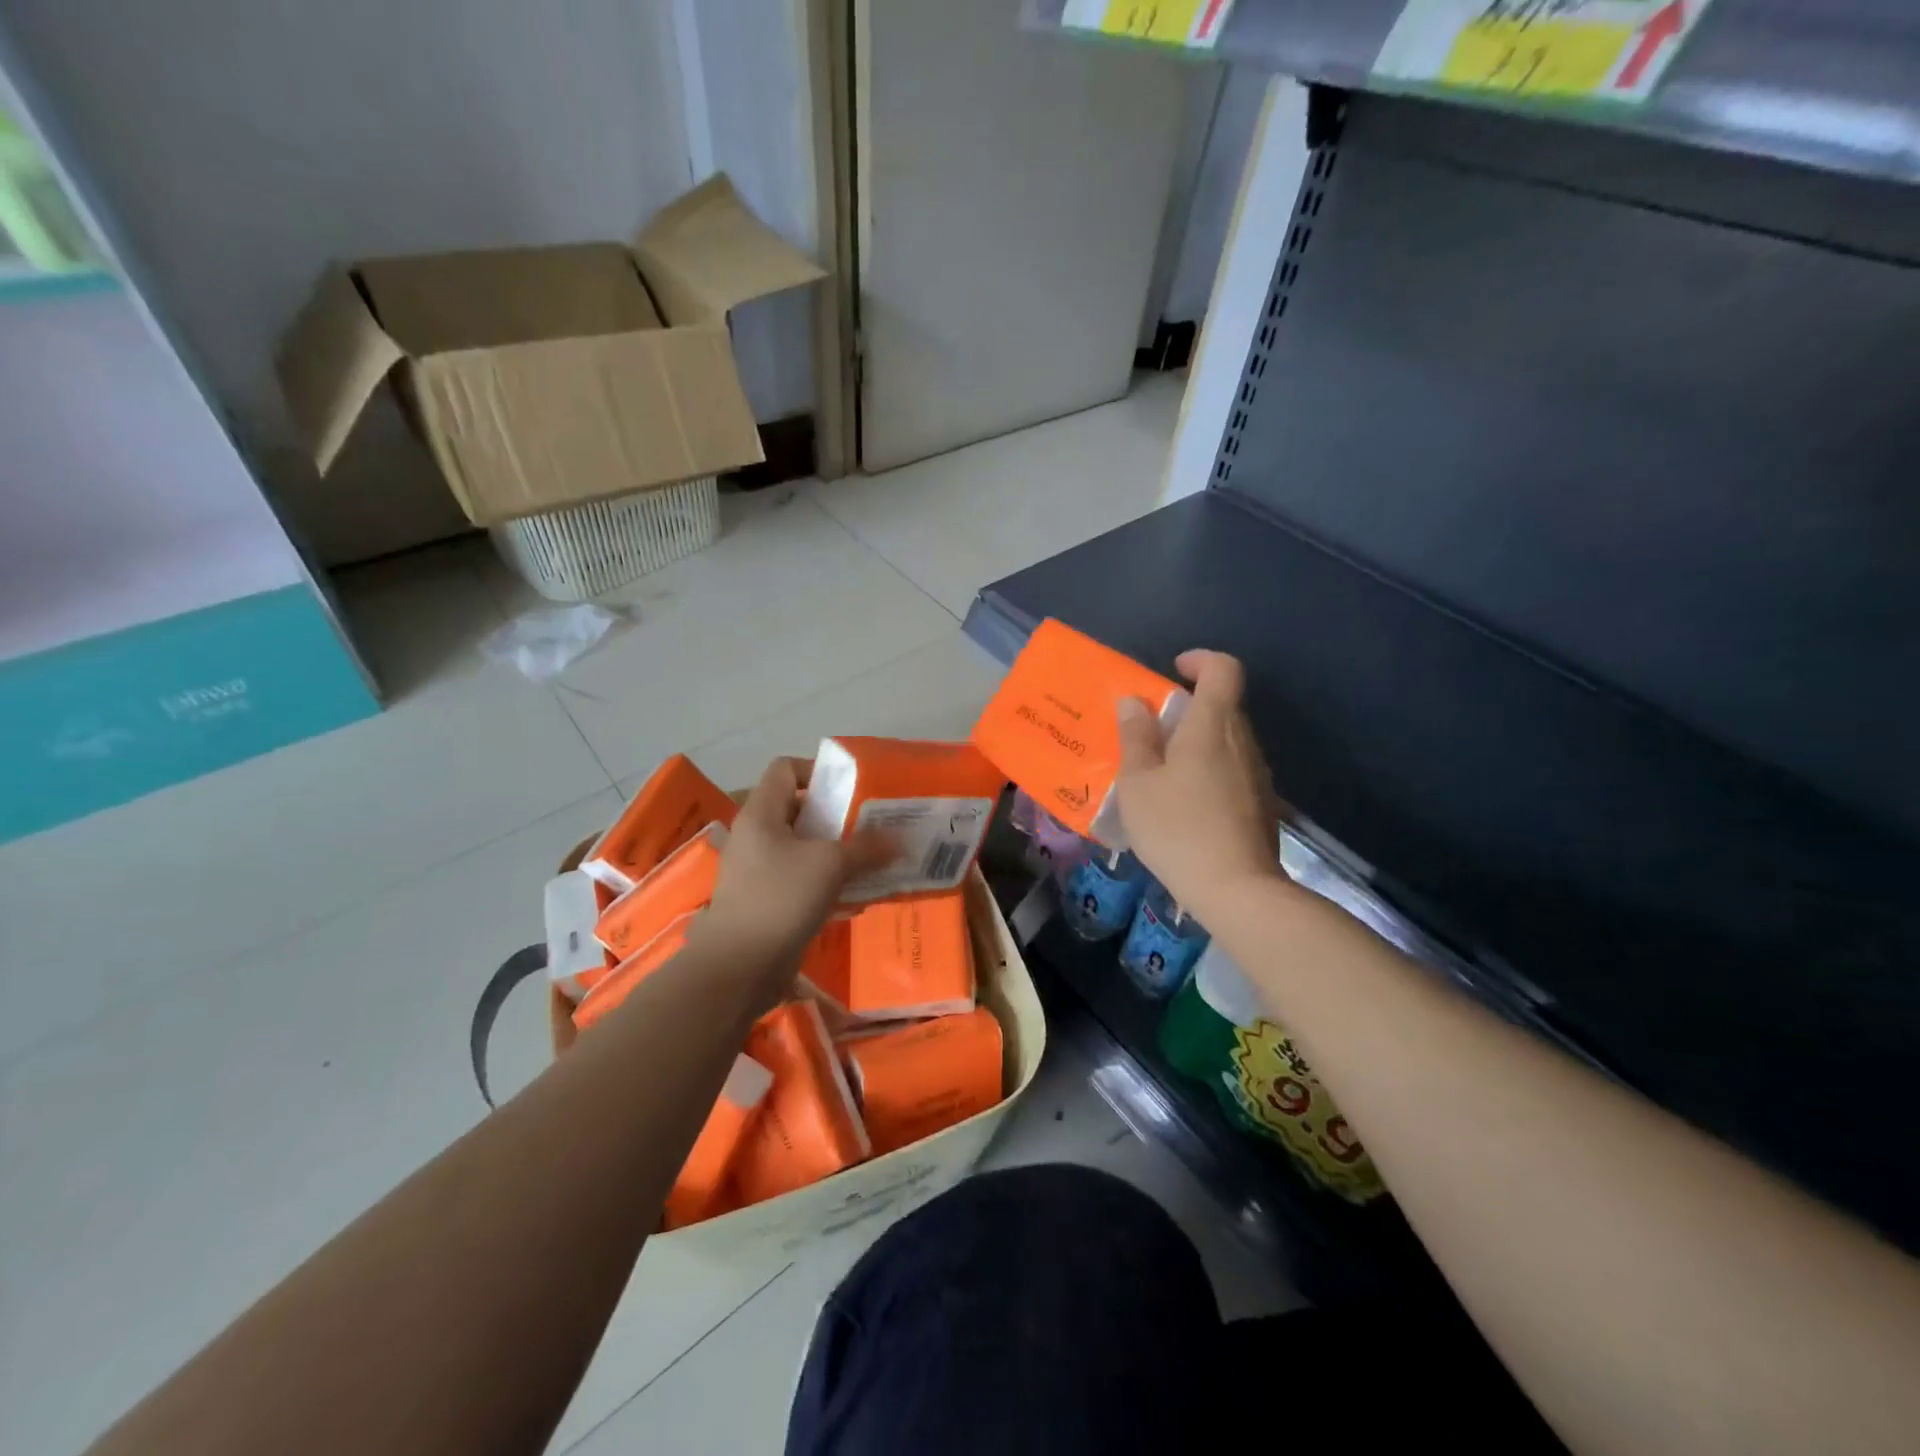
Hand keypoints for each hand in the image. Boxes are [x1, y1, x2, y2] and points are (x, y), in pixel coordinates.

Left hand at [696, 757, 892, 979]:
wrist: (738, 966)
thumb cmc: (780, 898)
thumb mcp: (830, 865)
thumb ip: (866, 847)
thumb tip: (900, 839)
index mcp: (761, 813)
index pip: (786, 769)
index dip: (818, 771)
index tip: (852, 790)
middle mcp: (756, 835)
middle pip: (799, 809)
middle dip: (838, 816)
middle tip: (872, 826)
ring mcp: (758, 870)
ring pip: (803, 848)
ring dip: (836, 852)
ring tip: (872, 861)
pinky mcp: (766, 900)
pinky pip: (801, 879)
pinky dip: (827, 882)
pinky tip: (856, 896)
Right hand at [1115, 650, 1281, 923]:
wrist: (1237, 890)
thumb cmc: (1177, 828)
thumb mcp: (1139, 783)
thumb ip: (1136, 737)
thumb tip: (1135, 701)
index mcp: (1212, 726)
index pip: (1223, 669)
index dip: (1200, 660)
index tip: (1173, 672)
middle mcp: (1242, 741)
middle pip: (1223, 705)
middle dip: (1188, 707)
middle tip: (1152, 731)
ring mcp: (1257, 773)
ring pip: (1227, 740)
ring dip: (1197, 742)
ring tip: (1162, 773)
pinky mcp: (1262, 803)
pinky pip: (1233, 769)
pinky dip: (1209, 771)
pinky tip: (1185, 805)